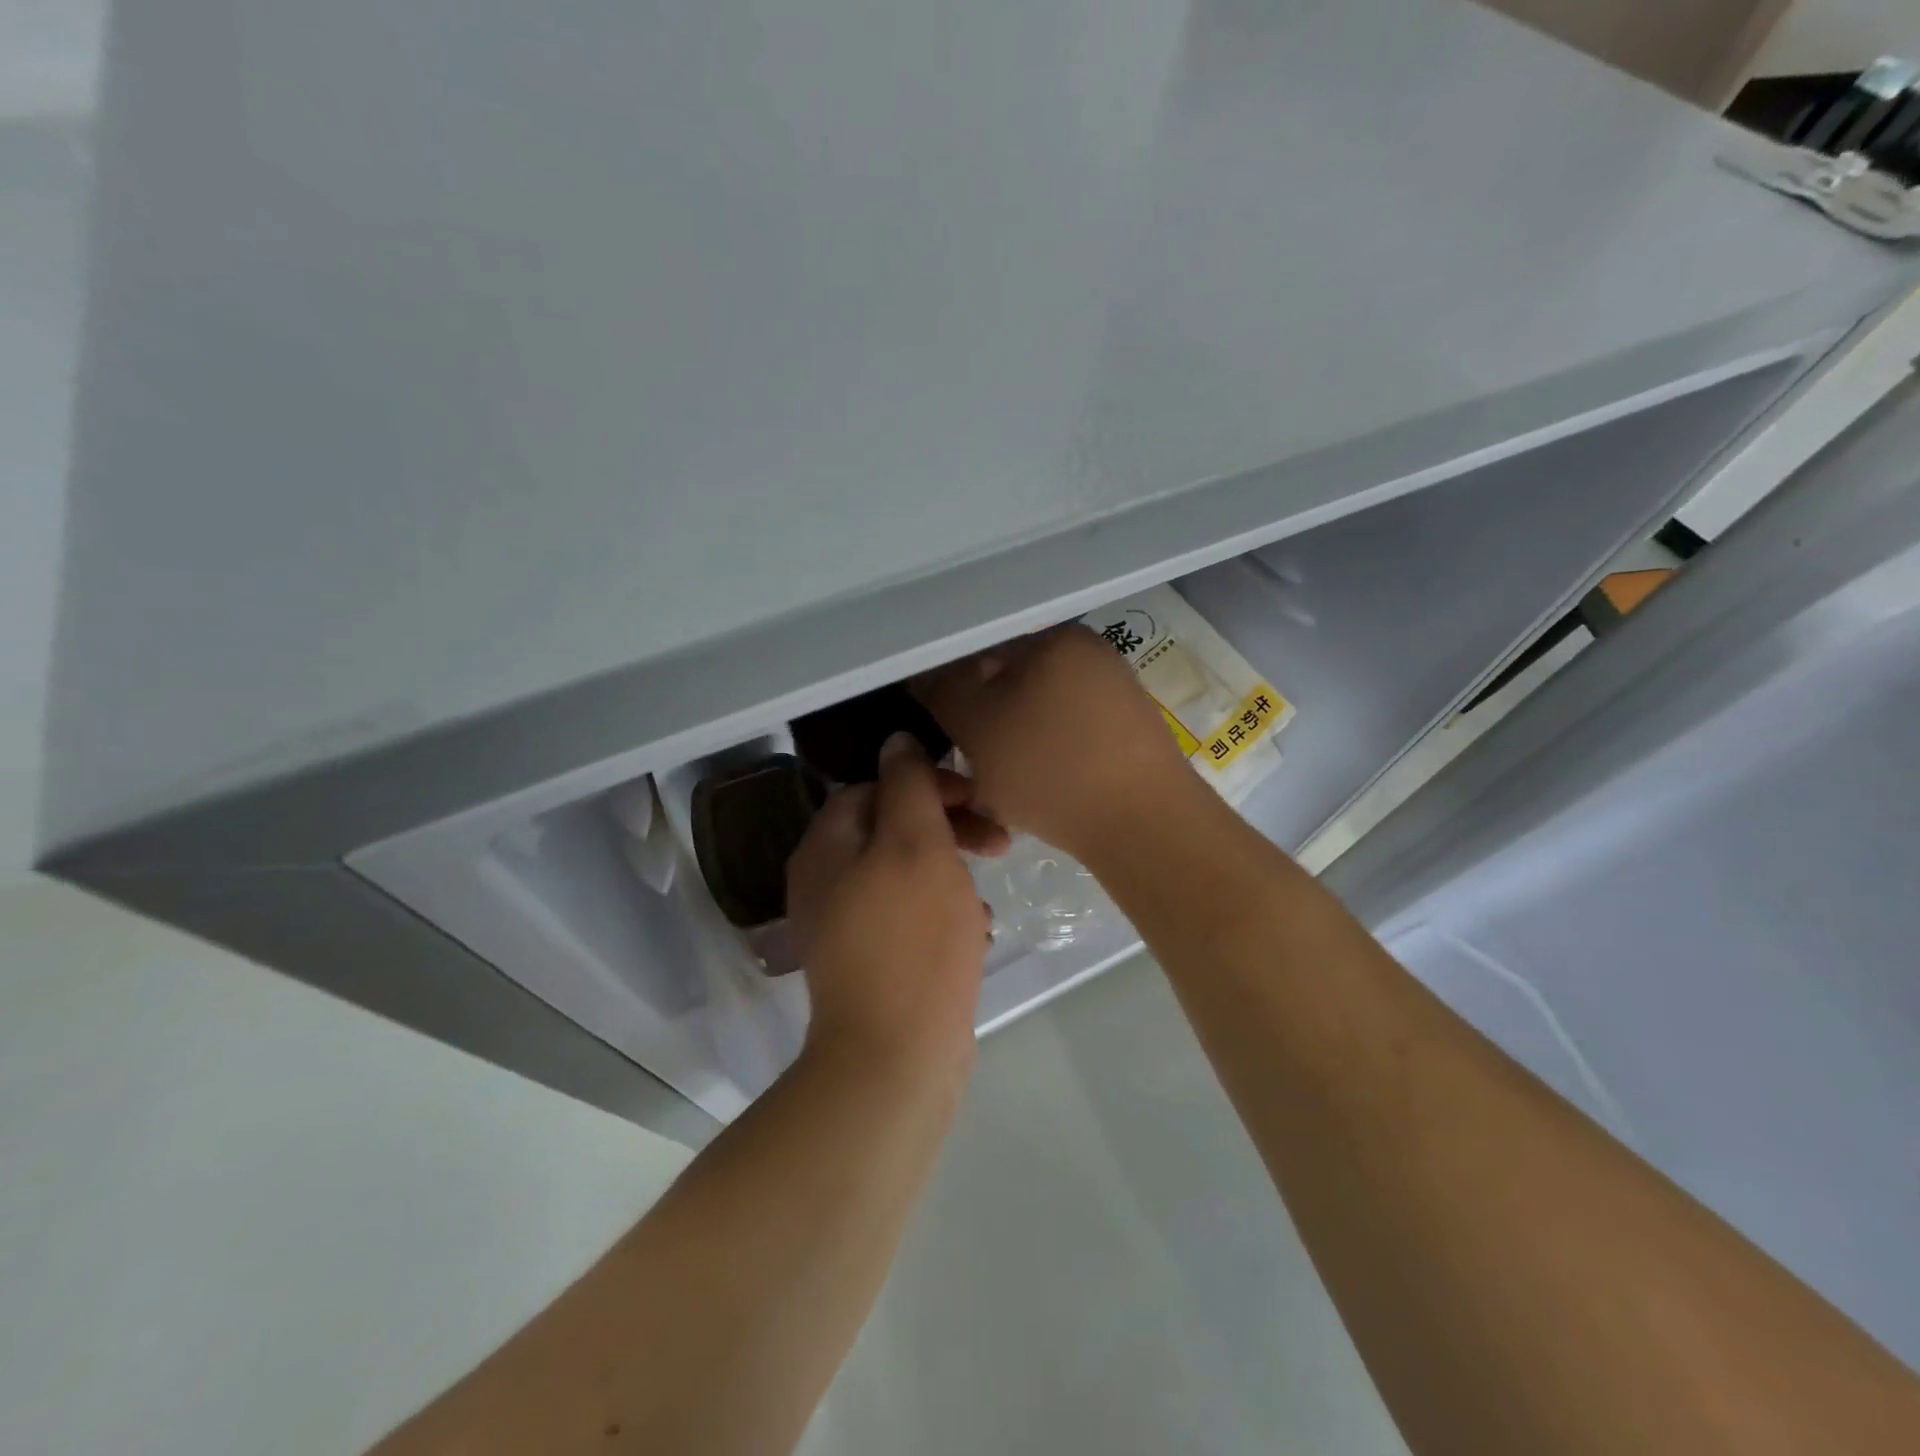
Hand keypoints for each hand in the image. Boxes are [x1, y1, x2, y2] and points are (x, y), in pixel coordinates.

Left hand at [785, 734, 1004, 1075]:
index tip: (976, 797)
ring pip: (908, 874)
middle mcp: (826, 882)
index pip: (874, 787)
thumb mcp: (916, 845)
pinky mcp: (873, 962)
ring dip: (952, 873)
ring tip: (988, 893)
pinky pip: (911, 917)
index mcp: (826, 848)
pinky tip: (976, 932)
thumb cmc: (911, 940)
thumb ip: (907, 785)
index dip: (927, 783)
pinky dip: (945, 914)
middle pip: (891, 830)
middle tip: (999, 842)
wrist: (895, 1059)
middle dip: (947, 828)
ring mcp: (847, 927)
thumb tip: (897, 740)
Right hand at [912, 625, 1195, 858]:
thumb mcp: (977, 728)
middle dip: (983, 718)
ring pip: (1038, 710)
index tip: (939, 727)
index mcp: (1054, 637)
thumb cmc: (1050, 769)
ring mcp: (1115, 691)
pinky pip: (1068, 733)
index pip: (980, 647)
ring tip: (999, 782)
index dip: (950, 686)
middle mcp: (1089, 652)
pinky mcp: (1129, 731)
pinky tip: (1038, 788)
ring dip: (1011, 741)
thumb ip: (942, 691)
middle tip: (967, 760)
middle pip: (1011, 679)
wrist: (1145, 826)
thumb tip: (923, 673)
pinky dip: (1045, 754)